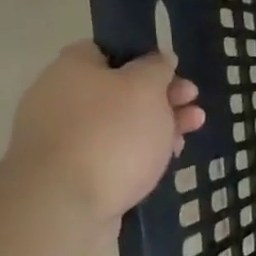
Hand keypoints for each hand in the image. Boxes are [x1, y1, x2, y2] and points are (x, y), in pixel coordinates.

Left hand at [2, 42, 204, 223]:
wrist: (63, 205)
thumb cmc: (110, 134)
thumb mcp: (145, 88)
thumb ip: (157, 68)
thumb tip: (159, 58)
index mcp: (72, 69)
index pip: (107, 50)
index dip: (143, 58)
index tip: (173, 73)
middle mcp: (62, 99)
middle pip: (119, 89)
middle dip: (162, 96)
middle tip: (192, 104)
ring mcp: (65, 139)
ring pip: (121, 124)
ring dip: (158, 125)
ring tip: (191, 132)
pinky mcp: (73, 174)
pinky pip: (113, 154)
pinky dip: (140, 154)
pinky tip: (166, 159)